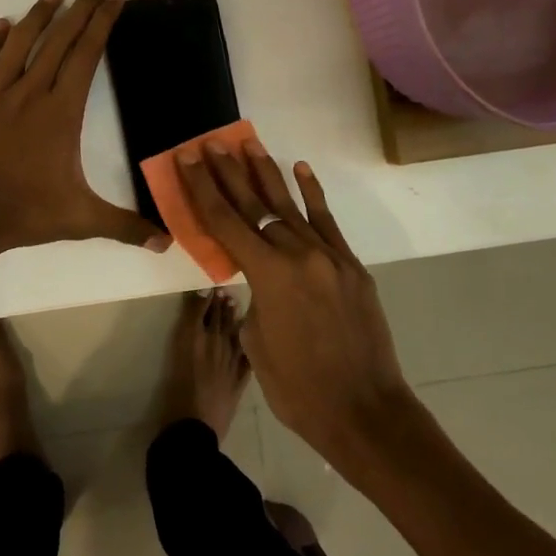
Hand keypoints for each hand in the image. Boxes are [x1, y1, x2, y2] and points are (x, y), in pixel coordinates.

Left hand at [0, 0, 167, 257]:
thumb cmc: (23, 213)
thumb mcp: (81, 219)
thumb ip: (124, 225)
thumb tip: (166, 243)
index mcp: (61, 111)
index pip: (87, 55)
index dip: (103, 23)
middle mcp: (30, 91)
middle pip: (60, 38)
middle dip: (82, 6)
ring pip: (20, 41)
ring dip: (38, 15)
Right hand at [175, 140, 422, 469]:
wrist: (365, 412)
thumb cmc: (298, 388)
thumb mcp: (256, 340)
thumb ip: (253, 296)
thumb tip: (258, 277)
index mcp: (267, 275)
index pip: (225, 221)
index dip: (203, 187)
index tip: (190, 158)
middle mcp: (297, 254)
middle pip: (254, 205)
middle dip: (229, 172)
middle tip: (212, 143)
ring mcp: (328, 256)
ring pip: (290, 206)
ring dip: (267, 174)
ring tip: (249, 145)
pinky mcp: (350, 265)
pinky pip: (327, 221)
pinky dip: (312, 194)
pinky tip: (300, 169)